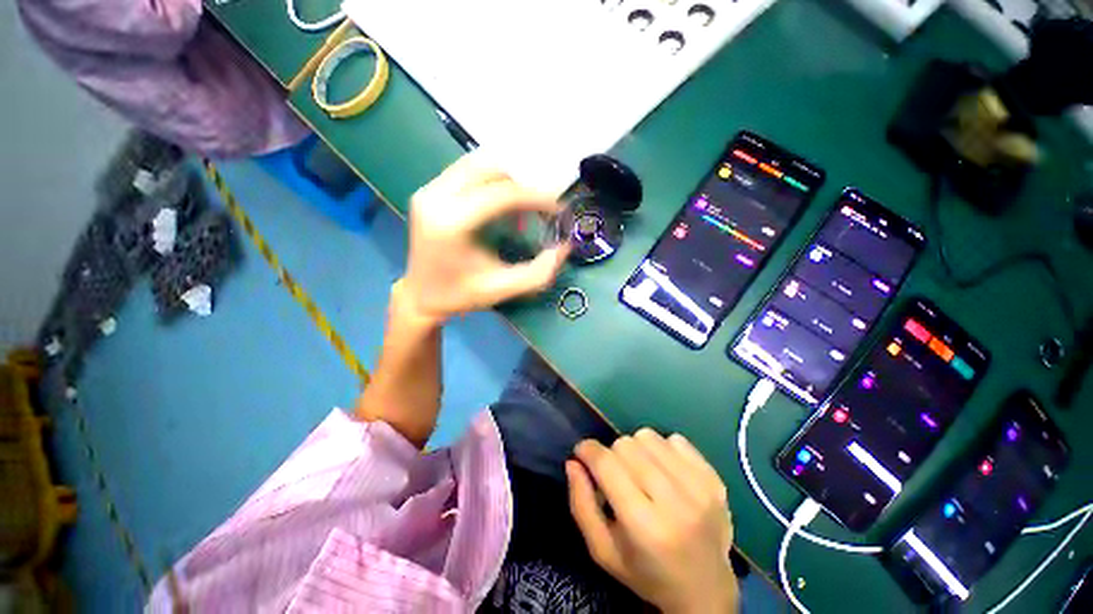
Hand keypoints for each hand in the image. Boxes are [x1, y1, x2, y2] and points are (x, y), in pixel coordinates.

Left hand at [400, 152, 569, 322]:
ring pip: (479, 165)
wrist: (420, 296)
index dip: (537, 197)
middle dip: (523, 188)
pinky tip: (500, 207)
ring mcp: (428, 190)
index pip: (503, 194)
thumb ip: (539, 272)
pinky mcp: (428, 190)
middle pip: (491, 170)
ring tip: (519, 212)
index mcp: (451, 223)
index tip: (558, 209)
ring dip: (508, 183)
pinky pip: (467, 172)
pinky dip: (491, 183)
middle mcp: (436, 197)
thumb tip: (566, 246)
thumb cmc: (461, 295)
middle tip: (539, 212)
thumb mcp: (503, 289)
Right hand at [567, 429, 738, 612]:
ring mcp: (700, 487)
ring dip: (636, 449)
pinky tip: (664, 471)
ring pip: (649, 436)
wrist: (706, 591)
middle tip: (615, 474)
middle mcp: (676, 502)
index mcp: (645, 526)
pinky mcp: (714, 478)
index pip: (608, 464)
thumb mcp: (603, 550)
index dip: (588, 450)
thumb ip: (581, 504)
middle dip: (612, 454)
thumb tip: (573, 462)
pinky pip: (676, 439)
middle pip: (627, 445)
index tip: (582, 452)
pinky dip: (662, 449)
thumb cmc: (646, 574)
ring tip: (640, 471)